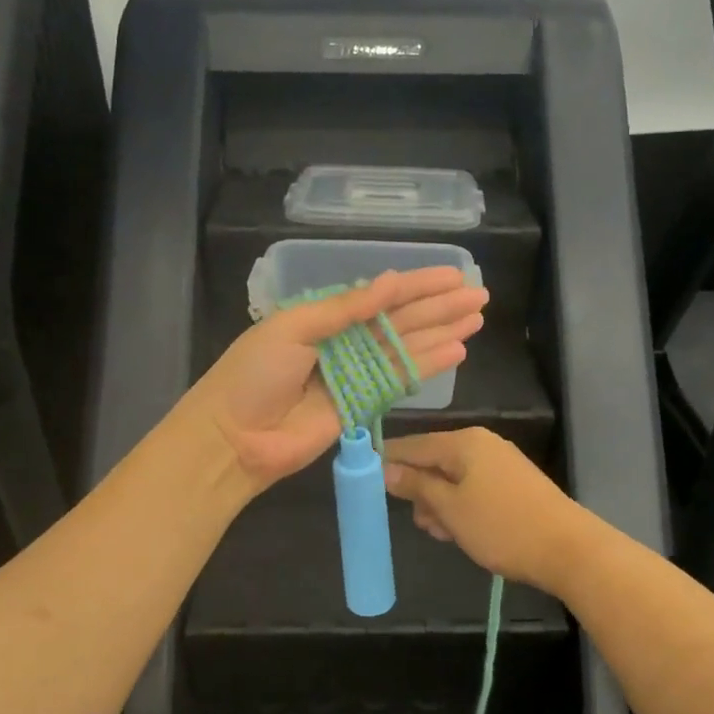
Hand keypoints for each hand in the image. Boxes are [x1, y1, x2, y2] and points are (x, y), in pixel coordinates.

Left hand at [190, 267, 488, 495]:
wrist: (234, 437)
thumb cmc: (254, 375)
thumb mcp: (293, 327)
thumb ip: (344, 308)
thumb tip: (390, 282)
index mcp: (323, 317)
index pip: (379, 296)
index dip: (417, 285)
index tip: (453, 276)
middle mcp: (344, 343)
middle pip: (400, 321)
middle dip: (439, 307)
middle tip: (479, 295)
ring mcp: (355, 376)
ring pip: (407, 348)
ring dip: (441, 333)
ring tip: (476, 318)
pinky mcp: (362, 407)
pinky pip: (400, 381)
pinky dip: (427, 366)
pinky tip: (456, 351)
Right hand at [381, 428, 598, 594]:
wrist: (568, 549)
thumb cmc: (501, 526)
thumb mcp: (449, 508)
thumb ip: (416, 485)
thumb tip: (385, 469)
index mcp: (463, 442)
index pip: (412, 445)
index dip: (387, 461)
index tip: (365, 481)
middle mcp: (482, 444)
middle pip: (433, 461)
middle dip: (420, 491)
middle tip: (421, 522)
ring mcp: (500, 463)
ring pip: (453, 478)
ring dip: (440, 504)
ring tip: (444, 534)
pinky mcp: (513, 484)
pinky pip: (473, 488)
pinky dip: (461, 507)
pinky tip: (462, 532)